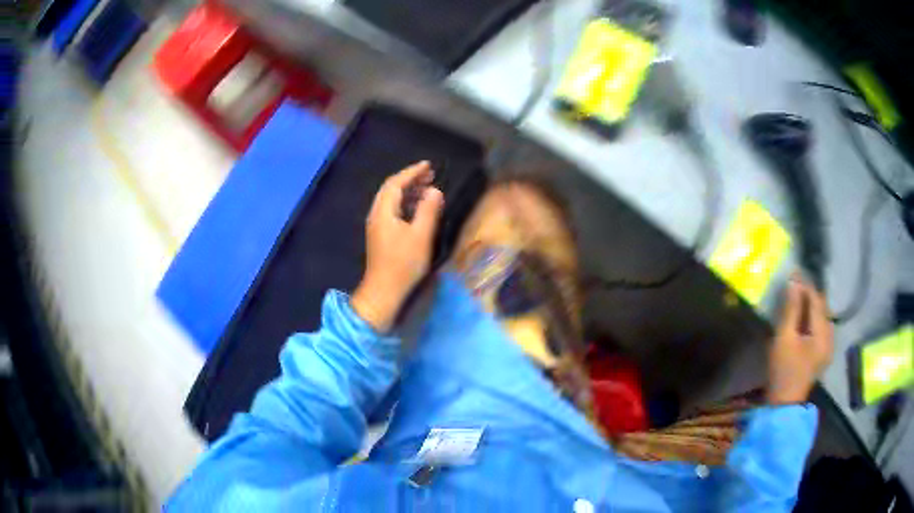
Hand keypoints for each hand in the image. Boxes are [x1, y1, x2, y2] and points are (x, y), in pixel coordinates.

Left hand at [351, 162, 443, 331]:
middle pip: (391, 189)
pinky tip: (419, 209)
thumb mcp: (421, 236)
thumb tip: (434, 191)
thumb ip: (428, 210)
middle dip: (410, 179)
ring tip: (428, 189)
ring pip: (391, 200)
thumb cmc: (403, 263)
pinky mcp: (381, 236)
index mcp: (383, 211)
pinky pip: (392, 211)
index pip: (396, 183)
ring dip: (408, 191)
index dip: (412, 172)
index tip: (429, 166)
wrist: (383, 291)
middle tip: (430, 175)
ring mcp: (377, 226)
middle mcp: (377, 214)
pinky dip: (406, 204)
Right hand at [767, 274, 833, 404]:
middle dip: (809, 295)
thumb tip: (793, 282)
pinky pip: (821, 328)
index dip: (806, 285)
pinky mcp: (823, 353)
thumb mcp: (784, 338)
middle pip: (822, 307)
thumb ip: (791, 309)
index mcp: (823, 334)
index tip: (794, 272)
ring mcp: (828, 347)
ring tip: (798, 301)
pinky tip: (803, 320)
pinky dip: (813, 319)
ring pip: (822, 317)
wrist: (784, 404)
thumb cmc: (783, 371)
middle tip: (795, 286)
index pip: (817, 300)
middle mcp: (830, 337)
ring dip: (811, 307)